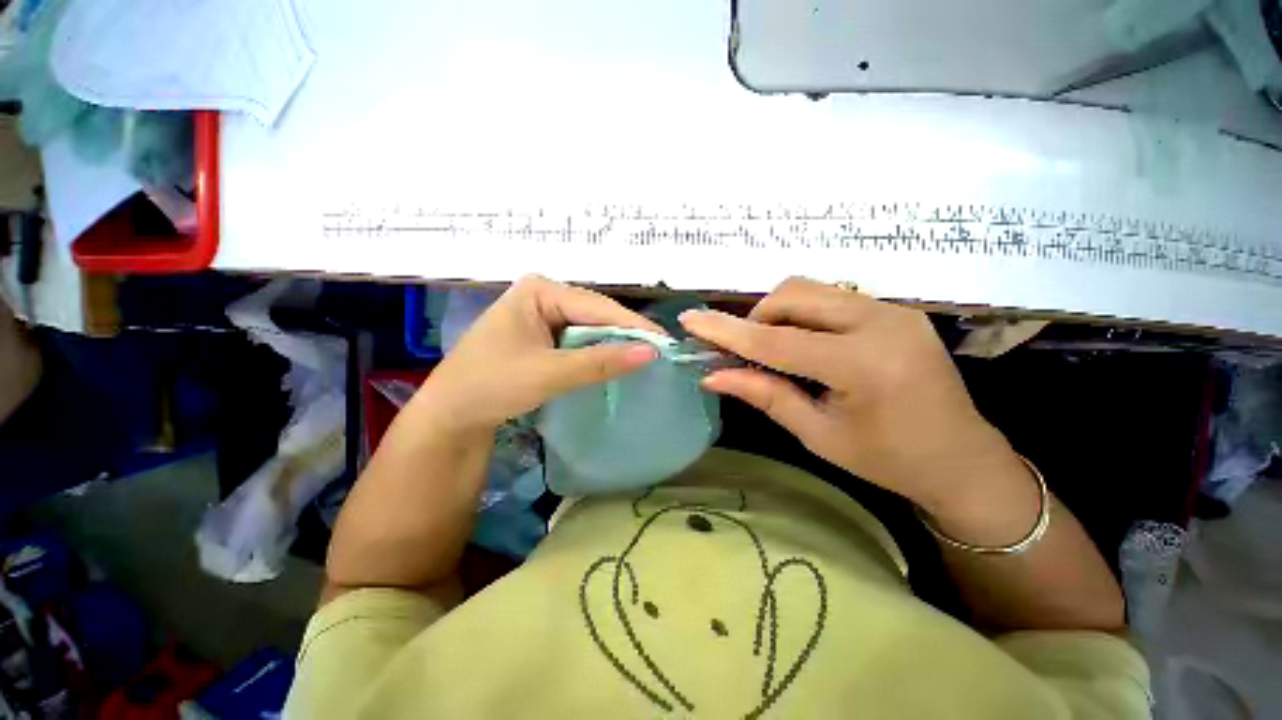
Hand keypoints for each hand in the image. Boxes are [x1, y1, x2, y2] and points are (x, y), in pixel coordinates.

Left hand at [412, 275, 661, 432]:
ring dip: (614, 344)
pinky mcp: (543, 335)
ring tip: (647, 357)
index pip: (598, 306)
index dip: (633, 325)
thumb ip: (601, 362)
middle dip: (626, 334)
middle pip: (596, 314)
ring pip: (590, 328)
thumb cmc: (491, 385)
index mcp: (540, 290)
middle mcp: (543, 295)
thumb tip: (651, 353)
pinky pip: (579, 341)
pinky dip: (598, 353)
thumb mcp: (549, 373)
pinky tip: (617, 361)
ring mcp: (542, 315)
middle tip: (661, 352)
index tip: (666, 342)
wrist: (451, 415)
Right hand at [680, 277, 1021, 512]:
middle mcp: (881, 323)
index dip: (726, 330)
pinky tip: (806, 345)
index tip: (690, 320)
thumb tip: (713, 375)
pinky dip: (803, 315)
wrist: (963, 460)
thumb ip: (764, 395)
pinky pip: (832, 297)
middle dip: (757, 319)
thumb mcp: (818, 434)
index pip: (776, 339)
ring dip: (779, 314)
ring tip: (777, 351)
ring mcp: (893, 310)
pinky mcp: (895, 310)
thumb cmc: (888, 460)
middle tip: (749, 354)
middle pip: (794, 295)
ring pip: (811, 290)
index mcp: (863, 365)